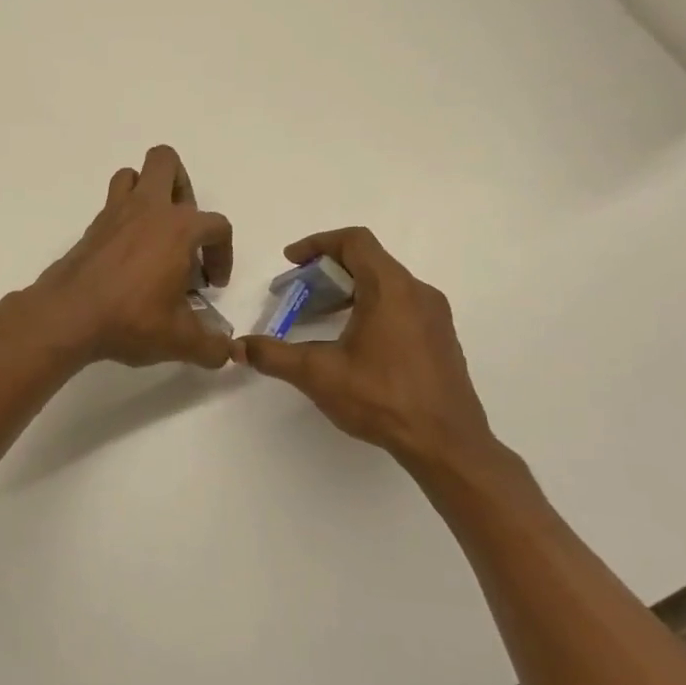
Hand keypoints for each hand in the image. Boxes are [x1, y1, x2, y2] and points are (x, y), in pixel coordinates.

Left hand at [31, 145, 234, 369]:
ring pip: (133, 175)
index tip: (212, 285)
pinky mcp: (92, 228)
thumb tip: (227, 352)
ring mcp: (115, 214)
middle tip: (185, 233)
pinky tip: (128, 255)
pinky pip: (112, 204)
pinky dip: (124, 219)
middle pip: (167, 162)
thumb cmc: (131, 320)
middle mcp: (148, 209)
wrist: (68, 316)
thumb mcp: (179, 340)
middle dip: (183, 188)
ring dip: (149, 193)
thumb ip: (211, 346)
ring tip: (156, 233)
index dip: (223, 255)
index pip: (217, 226)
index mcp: (179, 228)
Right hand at [236, 227, 503, 481]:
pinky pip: (400, 306)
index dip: (317, 244)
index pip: (354, 241)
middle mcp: (417, 292)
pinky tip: (351, 343)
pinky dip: (369, 308)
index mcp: (391, 288)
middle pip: (369, 261)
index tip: (290, 262)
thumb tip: (239, 347)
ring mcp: (434, 316)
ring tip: (318, 318)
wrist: (446, 443)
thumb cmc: (382, 398)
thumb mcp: (318, 375)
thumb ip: (274, 356)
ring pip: (385, 285)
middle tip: (297, 294)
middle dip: (327, 272)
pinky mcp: (440, 338)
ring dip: (348, 291)